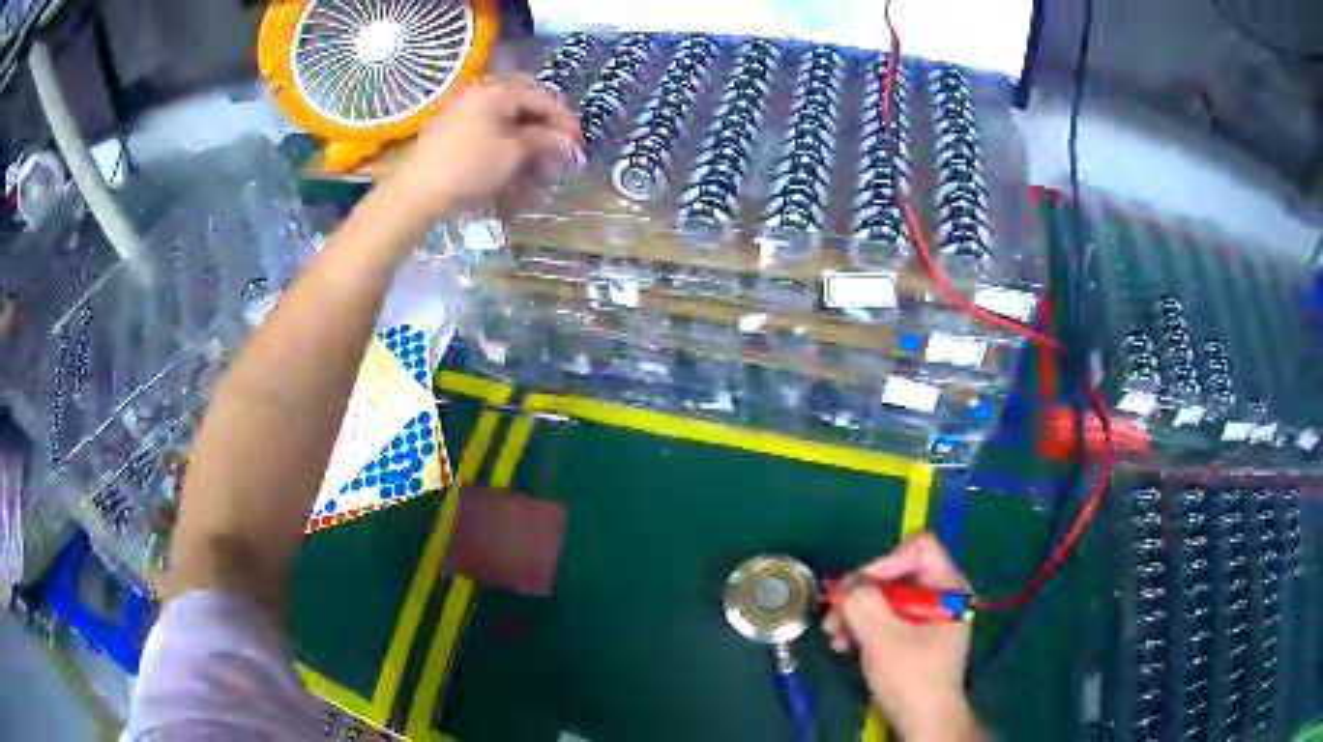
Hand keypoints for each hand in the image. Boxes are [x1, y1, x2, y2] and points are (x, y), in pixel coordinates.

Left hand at [389, 75, 582, 219]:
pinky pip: (487, 120)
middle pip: (524, 99)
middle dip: (545, 121)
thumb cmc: (470, 167)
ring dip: (526, 128)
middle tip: (559, 144)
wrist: (418, 190)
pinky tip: (512, 152)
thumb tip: (569, 142)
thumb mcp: (513, 153)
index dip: (564, 119)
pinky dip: (505, 132)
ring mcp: (462, 105)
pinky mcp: (450, 123)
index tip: (578, 141)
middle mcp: (480, 89)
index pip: (542, 97)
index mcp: (497, 89)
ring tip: (538, 153)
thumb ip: (545, 141)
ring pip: (505, 110)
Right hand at [823, 533, 979, 740]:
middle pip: (897, 574)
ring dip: (856, 614)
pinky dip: (864, 628)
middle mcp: (941, 595)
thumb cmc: (911, 677)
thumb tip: (849, 583)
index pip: (919, 549)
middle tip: (833, 616)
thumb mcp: (884, 638)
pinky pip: (887, 619)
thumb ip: (864, 602)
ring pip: (887, 598)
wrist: (923, 721)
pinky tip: (844, 644)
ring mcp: (928, 617)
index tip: (858, 590)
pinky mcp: (915, 636)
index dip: (885, 562)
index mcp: (948, 587)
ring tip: (834, 635)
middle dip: (861, 595)